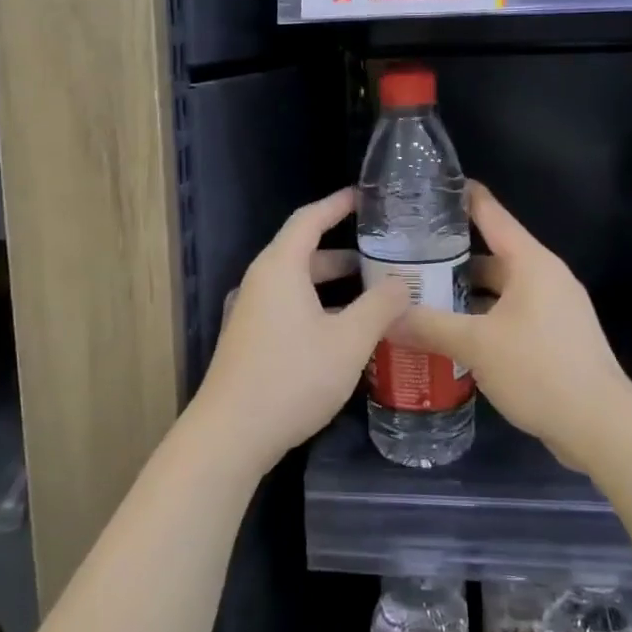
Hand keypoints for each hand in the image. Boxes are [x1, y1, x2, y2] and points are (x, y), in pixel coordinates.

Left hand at [191, 187, 409, 474]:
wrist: (230, 434)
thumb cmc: (292, 377)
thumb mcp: (349, 341)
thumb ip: (380, 307)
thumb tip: (401, 283)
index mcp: (280, 268)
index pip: (310, 219)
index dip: (338, 204)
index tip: (366, 196)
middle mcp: (261, 281)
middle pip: (305, 253)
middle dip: (346, 253)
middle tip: (386, 257)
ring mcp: (251, 312)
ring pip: (298, 284)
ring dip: (334, 286)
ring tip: (375, 296)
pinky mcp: (250, 339)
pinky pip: (289, 307)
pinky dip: (319, 307)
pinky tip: (345, 332)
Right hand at [395, 182, 631, 471]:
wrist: (601, 427)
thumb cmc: (540, 370)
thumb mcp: (476, 345)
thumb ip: (429, 326)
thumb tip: (385, 316)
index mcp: (531, 263)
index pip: (491, 214)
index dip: (462, 197)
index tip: (429, 187)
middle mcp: (544, 277)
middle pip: (491, 255)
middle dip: (450, 257)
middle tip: (406, 257)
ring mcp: (553, 308)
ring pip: (499, 289)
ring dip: (464, 293)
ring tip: (420, 296)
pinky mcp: (554, 337)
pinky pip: (509, 315)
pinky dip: (481, 318)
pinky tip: (451, 334)